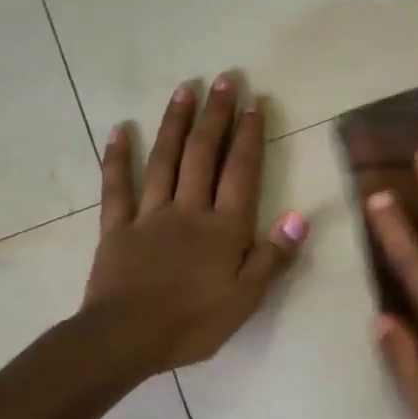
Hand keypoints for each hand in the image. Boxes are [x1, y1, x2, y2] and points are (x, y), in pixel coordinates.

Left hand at [82, 73, 306, 376]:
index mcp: (224, 228)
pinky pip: (117, 187)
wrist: (125, 339)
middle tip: (224, 79)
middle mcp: (188, 211)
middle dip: (215, 115)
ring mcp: (149, 216)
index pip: (241, 172)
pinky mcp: (117, 228)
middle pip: (203, 155)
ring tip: (184, 89)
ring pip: (164, 161)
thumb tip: (300, 215)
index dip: (249, 136)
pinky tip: (121, 129)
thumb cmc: (193, 323)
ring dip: (175, 123)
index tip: (255, 101)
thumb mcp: (246, 298)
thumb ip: (273, 255)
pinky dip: (118, 157)